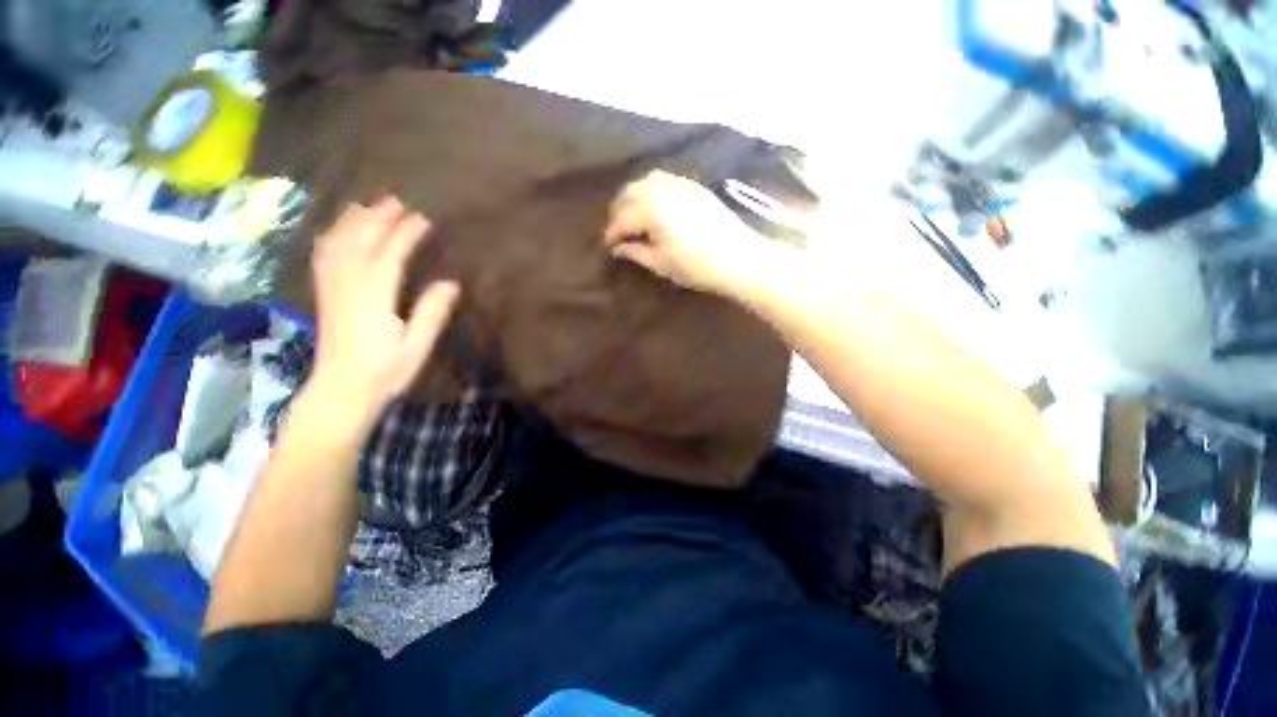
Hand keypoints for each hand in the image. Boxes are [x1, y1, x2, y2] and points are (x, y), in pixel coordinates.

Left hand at [306, 197, 458, 423]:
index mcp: (373, 298)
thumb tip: (450, 283)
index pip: (389, 256)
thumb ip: (432, 314)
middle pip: (359, 242)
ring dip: (353, 221)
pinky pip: (324, 256)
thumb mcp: (417, 347)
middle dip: (377, 218)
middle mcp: (348, 286)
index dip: (406, 234)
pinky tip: (340, 231)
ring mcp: (331, 289)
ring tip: (369, 206)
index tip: (423, 220)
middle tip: (397, 201)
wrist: (340, 391)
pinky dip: (333, 236)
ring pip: (337, 244)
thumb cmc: (384, 372)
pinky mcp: (325, 295)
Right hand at [603, 170, 782, 296]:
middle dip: (619, 212)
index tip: (607, 246)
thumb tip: (618, 248)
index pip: (621, 218)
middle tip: (618, 232)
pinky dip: (652, 190)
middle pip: (629, 193)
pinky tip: (655, 207)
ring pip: (645, 182)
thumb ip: (635, 252)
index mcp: (651, 209)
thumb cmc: (696, 266)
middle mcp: (662, 189)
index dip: (611, 233)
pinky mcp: (694, 186)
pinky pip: (664, 180)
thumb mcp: (661, 263)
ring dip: (634, 198)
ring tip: (634, 218)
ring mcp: (680, 183)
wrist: (739, 257)